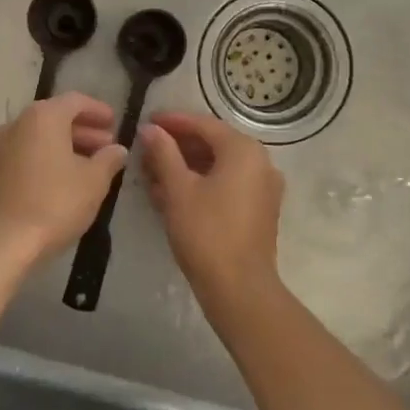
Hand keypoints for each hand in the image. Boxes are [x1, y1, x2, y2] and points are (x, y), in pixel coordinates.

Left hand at [0, 93, 128, 264]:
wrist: (6, 241)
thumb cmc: (56, 202)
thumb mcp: (94, 180)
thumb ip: (109, 159)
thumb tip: (118, 149)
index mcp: (44, 116)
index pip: (76, 101)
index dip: (98, 110)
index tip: (115, 123)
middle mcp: (19, 124)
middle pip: (56, 118)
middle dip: (84, 130)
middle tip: (107, 146)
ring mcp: (2, 148)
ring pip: (40, 137)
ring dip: (66, 146)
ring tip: (89, 165)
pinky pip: (27, 154)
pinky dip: (47, 159)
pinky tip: (63, 179)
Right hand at [139, 112, 284, 308]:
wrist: (240, 288)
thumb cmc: (206, 232)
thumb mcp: (178, 190)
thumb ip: (164, 153)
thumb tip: (150, 129)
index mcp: (243, 150)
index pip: (203, 124)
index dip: (173, 121)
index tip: (147, 120)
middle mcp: (260, 162)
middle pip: (213, 144)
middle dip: (178, 146)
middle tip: (147, 149)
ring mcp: (263, 187)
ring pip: (219, 166)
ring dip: (187, 167)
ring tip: (153, 173)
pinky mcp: (260, 210)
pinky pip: (228, 185)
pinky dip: (202, 184)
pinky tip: (173, 194)